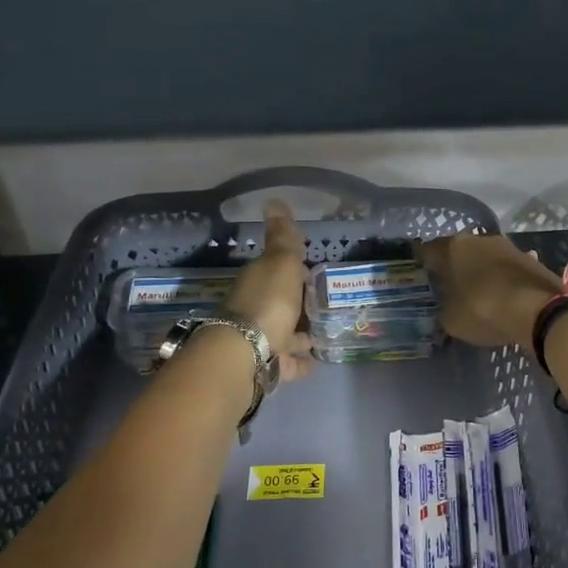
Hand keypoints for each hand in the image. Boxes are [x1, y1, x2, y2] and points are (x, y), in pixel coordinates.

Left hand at [225, 202, 313, 380]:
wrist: (245, 354)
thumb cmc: (268, 302)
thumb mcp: (281, 263)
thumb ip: (282, 237)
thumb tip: (274, 200)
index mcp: (257, 281)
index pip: (275, 272)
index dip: (293, 271)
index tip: (312, 273)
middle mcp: (253, 309)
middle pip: (279, 304)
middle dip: (296, 305)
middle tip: (321, 306)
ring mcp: (258, 340)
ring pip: (282, 334)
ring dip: (298, 334)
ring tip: (322, 335)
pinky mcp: (265, 367)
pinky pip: (286, 362)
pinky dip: (299, 361)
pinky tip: (315, 362)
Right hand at [416, 234, 563, 350]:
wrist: (540, 310)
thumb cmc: (484, 309)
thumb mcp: (452, 320)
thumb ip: (443, 311)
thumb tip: (445, 309)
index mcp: (454, 247)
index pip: (428, 251)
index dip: (422, 263)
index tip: (419, 274)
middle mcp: (480, 239)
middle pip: (459, 251)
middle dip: (453, 266)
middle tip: (447, 285)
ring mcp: (508, 247)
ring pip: (485, 258)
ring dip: (480, 271)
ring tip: (476, 291)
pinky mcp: (530, 260)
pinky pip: (506, 269)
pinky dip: (501, 279)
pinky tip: (502, 296)